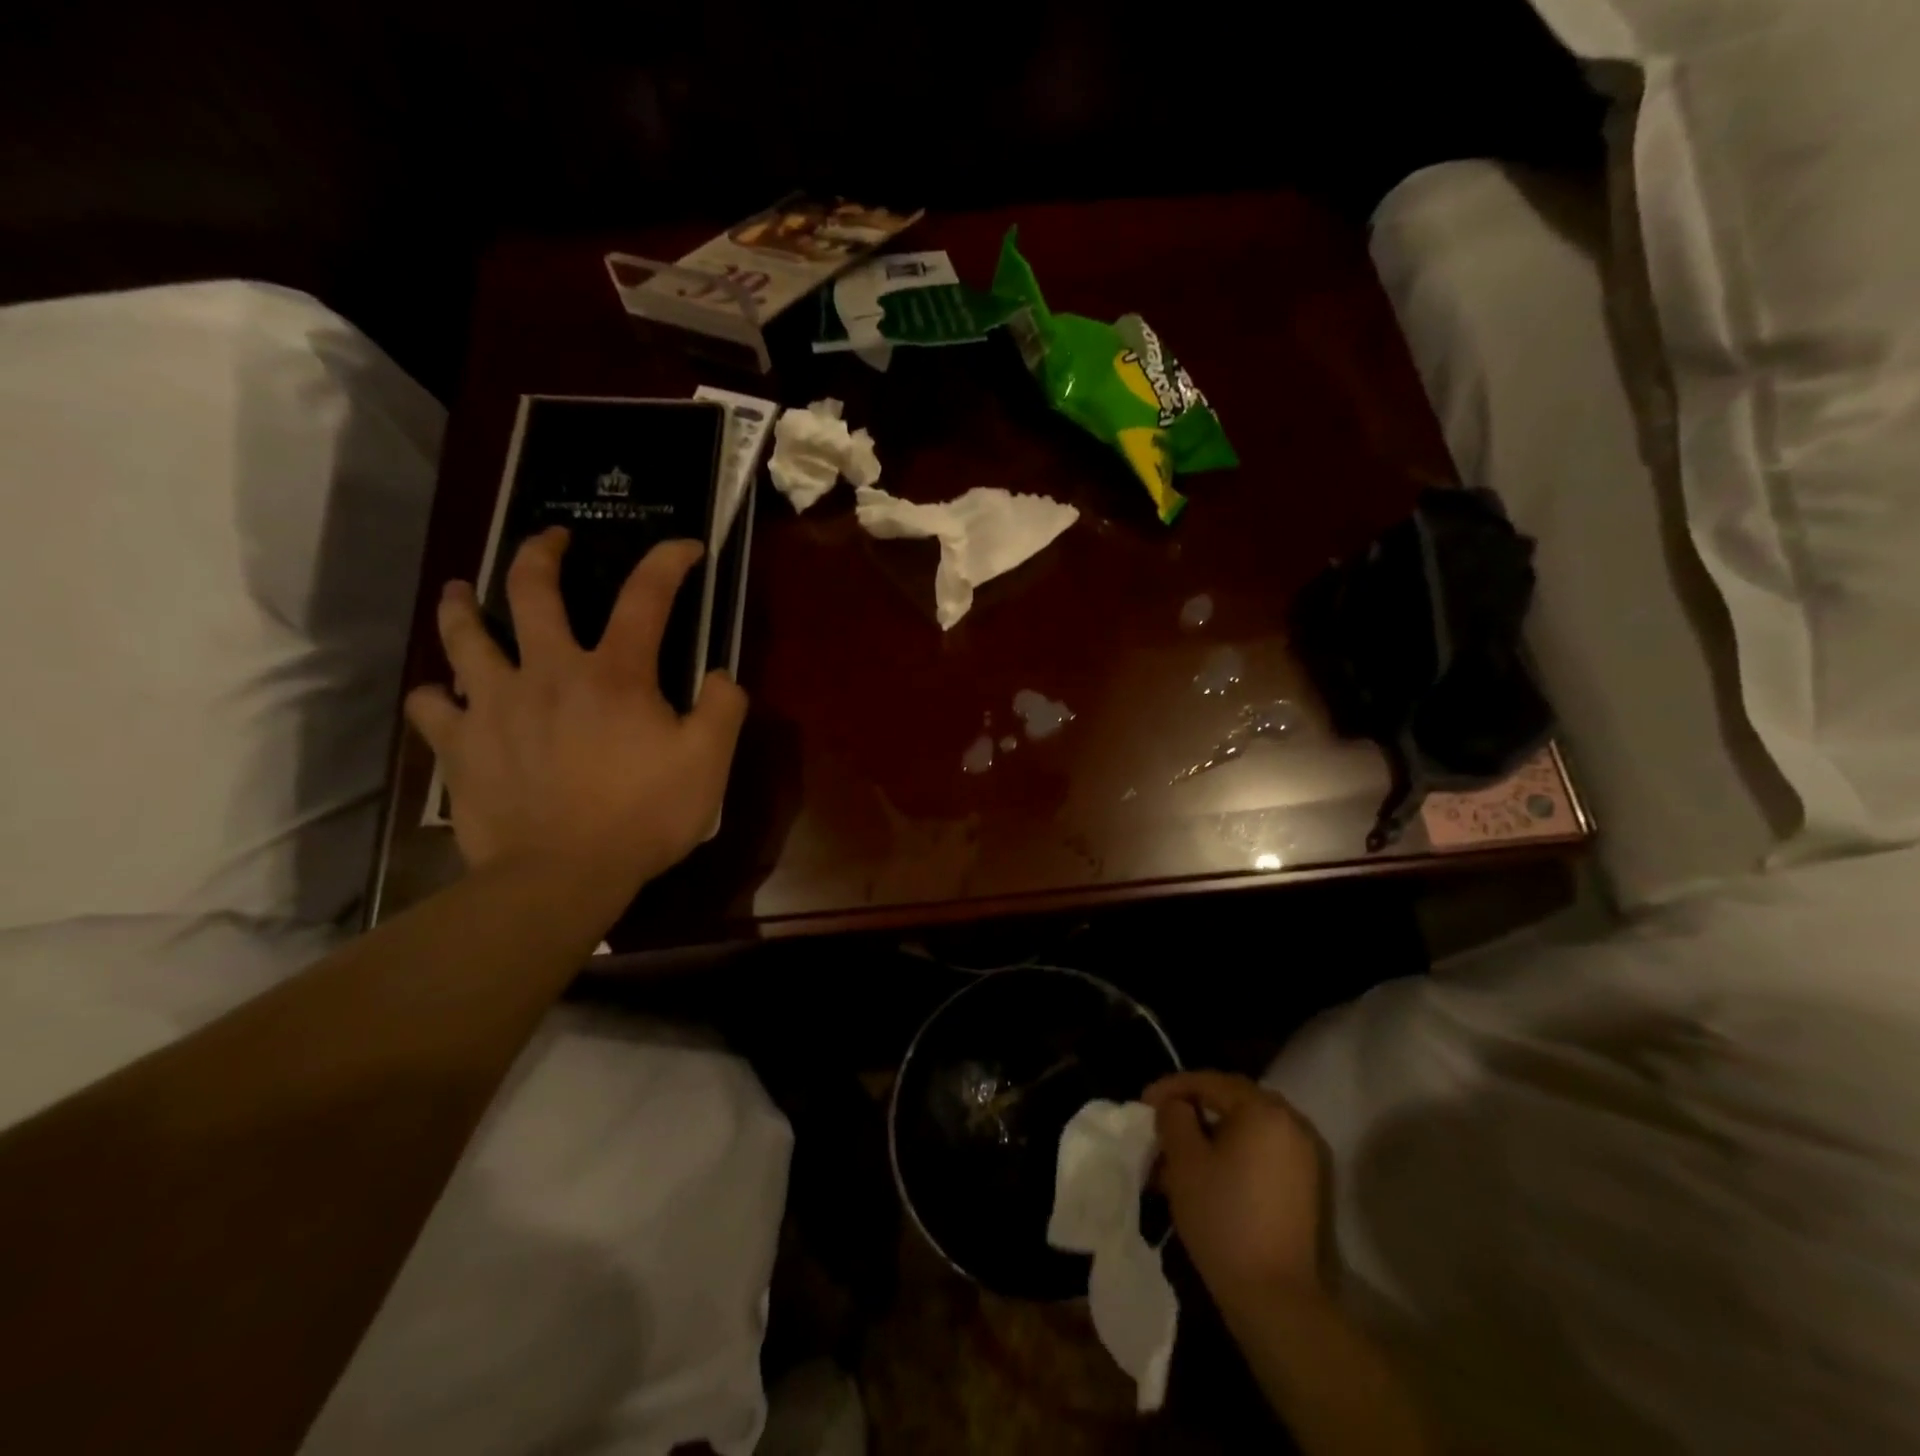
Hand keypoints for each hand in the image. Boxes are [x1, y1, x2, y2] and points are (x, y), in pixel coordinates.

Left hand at [405, 529, 746, 915]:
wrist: (562, 875)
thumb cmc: (643, 816)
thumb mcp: (708, 763)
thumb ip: (722, 709)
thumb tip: (719, 674)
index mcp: (614, 674)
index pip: (646, 597)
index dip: (667, 562)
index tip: (684, 546)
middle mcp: (548, 672)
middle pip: (532, 591)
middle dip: (542, 552)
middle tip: (549, 537)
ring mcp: (495, 706)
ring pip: (463, 636)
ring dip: (462, 606)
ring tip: (462, 592)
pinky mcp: (460, 745)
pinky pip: (431, 706)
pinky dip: (435, 695)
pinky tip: (441, 695)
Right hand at [1145, 1071, 1325, 1308]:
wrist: (1275, 1298)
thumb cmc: (1223, 1218)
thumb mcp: (1184, 1160)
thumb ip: (1174, 1117)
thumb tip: (1176, 1105)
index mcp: (1263, 1109)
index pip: (1209, 1082)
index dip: (1171, 1088)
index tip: (1142, 1103)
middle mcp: (1290, 1122)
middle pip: (1230, 1101)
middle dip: (1191, 1110)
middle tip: (1160, 1125)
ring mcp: (1303, 1155)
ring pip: (1245, 1128)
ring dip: (1209, 1134)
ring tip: (1176, 1155)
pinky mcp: (1305, 1185)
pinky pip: (1261, 1151)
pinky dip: (1232, 1153)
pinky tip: (1205, 1173)